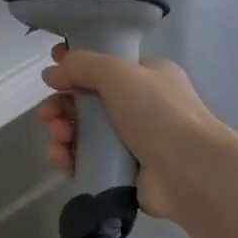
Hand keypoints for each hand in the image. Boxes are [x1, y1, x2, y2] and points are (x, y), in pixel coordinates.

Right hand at [36, 46, 216, 220]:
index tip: (51, 73)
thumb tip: (51, 73)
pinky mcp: (123, 172)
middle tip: (47, 114)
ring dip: (62, 133)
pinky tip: (62, 159)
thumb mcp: (117, 72)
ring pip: (84, 133)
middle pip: (88, 102)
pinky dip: (70, 158)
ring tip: (58, 139)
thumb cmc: (157, 112)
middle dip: (62, 106)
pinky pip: (87, 161)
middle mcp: (141, 107)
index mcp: (147, 77)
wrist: (189, 170)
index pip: (104, 67)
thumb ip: (80, 65)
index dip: (74, 69)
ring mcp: (133, 142)